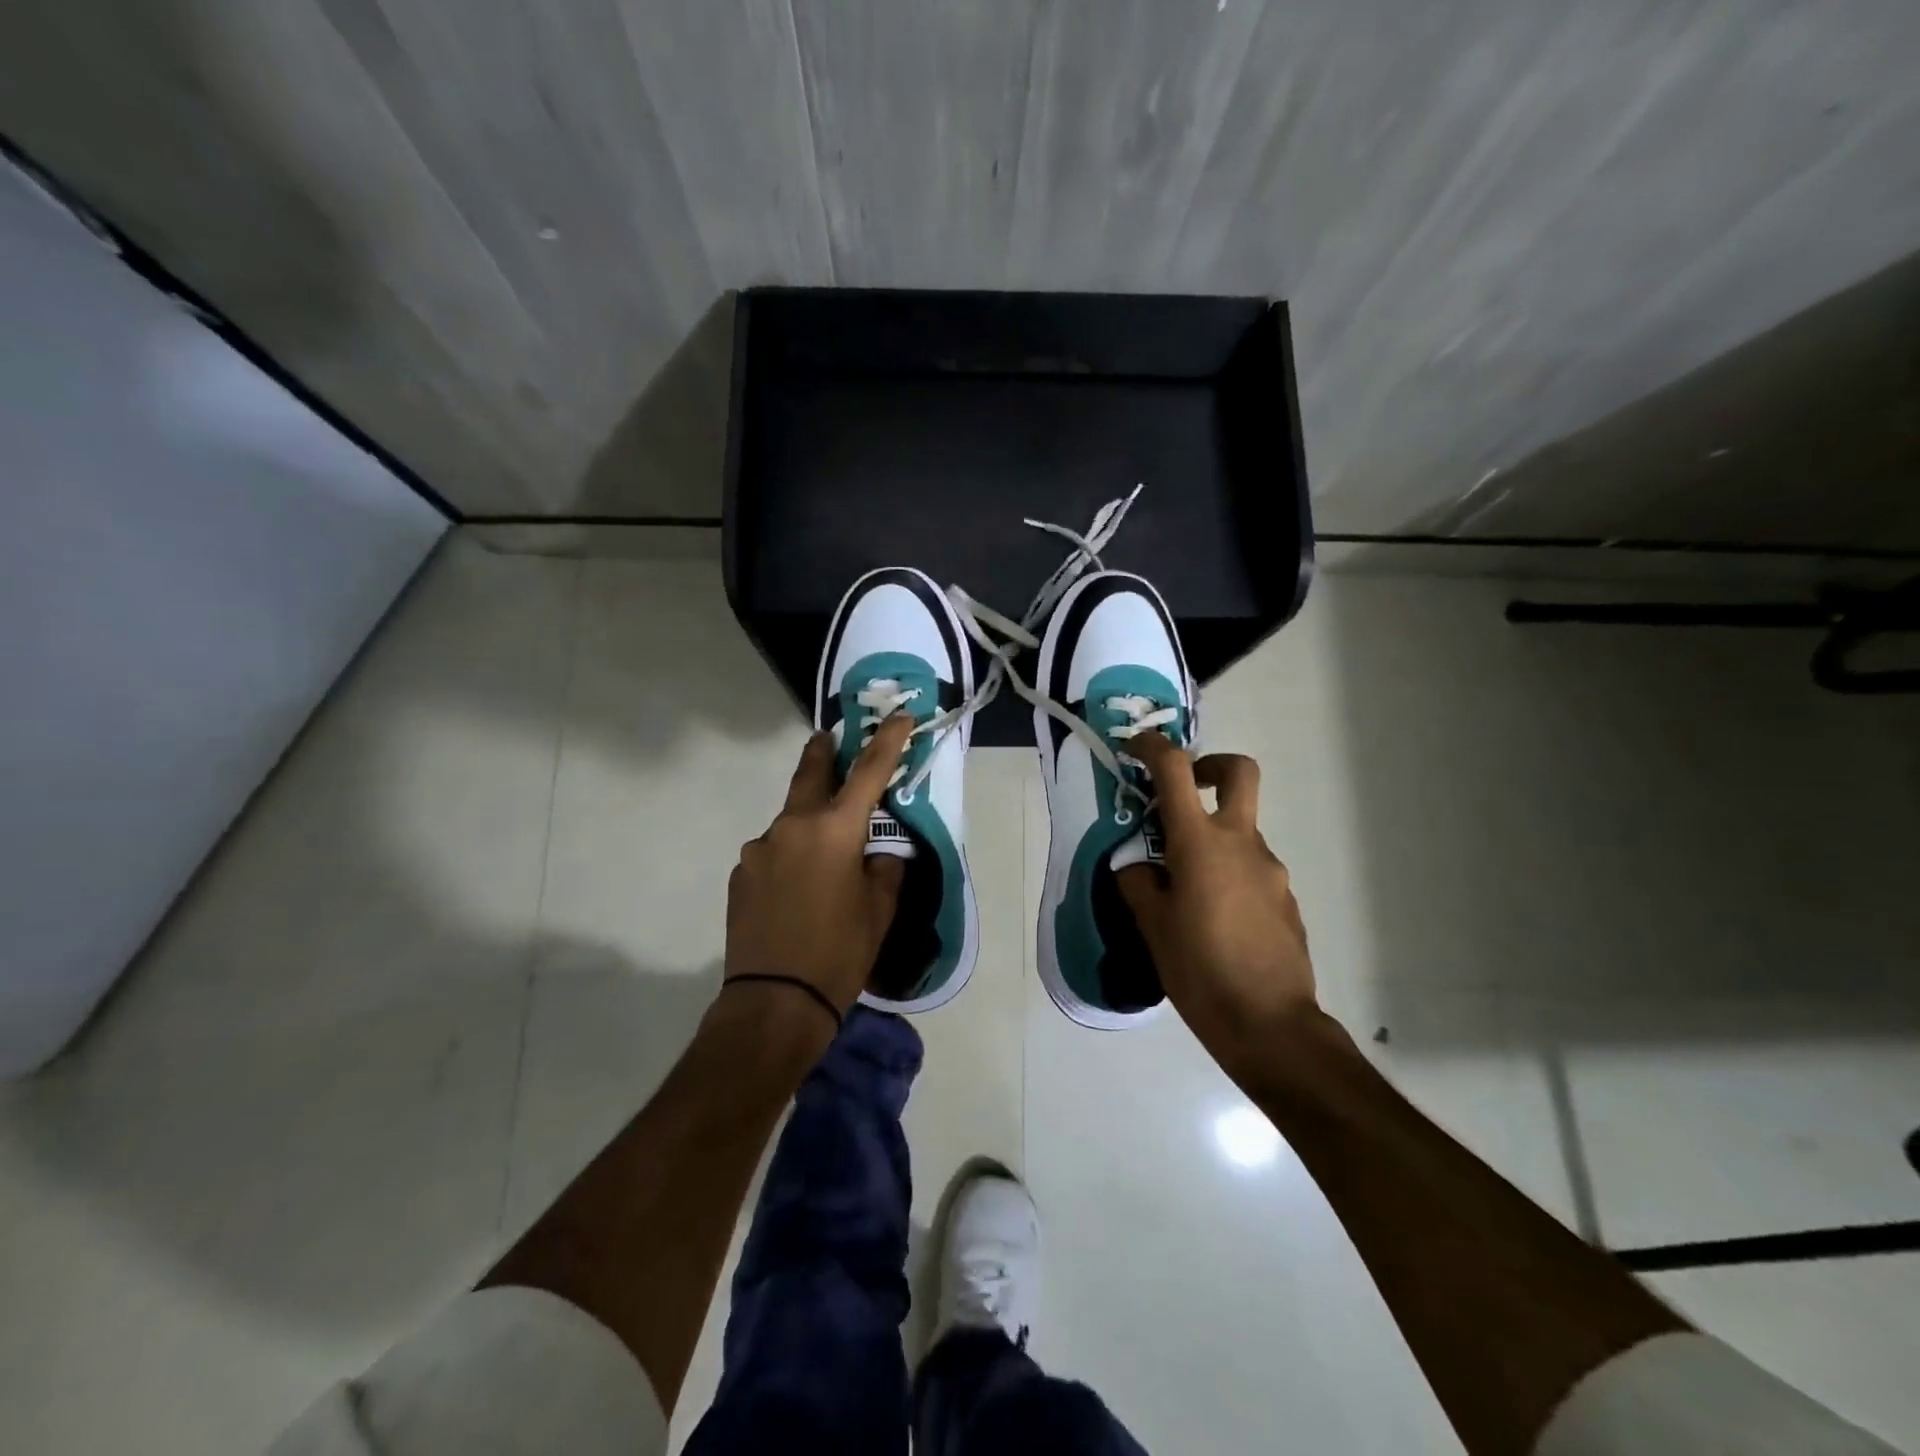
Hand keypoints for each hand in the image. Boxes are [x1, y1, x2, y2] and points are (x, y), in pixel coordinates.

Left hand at [724, 714, 912, 1015]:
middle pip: (810, 773)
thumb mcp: (879, 911)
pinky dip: (789, 857)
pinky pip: (772, 853)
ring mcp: (760, 848)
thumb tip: (879, 853)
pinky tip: (795, 891)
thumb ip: (884, 869)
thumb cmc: (839, 953)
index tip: (899, 715)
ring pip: (790, 821)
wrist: (774, 1002)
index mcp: (834, 831)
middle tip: (830, 739)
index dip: (887, 740)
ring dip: (807, 824)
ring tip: (821, 859)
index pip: (869, 772)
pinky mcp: (741, 873)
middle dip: (824, 752)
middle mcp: (792, 827)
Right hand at [1118, 734, 1316, 1071]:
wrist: (1271, 1025)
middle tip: (1183, 791)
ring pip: (1240, 830)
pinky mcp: (1285, 897)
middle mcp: (1242, 844)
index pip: (1176, 770)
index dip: (1152, 747)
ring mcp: (1270, 870)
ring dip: (1212, 838)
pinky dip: (1228, 873)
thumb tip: (1137, 863)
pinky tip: (1213, 918)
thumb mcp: (1152, 927)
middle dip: (1209, 766)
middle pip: (1238, 773)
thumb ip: (1138, 882)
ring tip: (1183, 889)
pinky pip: (1251, 868)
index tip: (1134, 748)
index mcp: (1200, 843)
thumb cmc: (1200, 972)